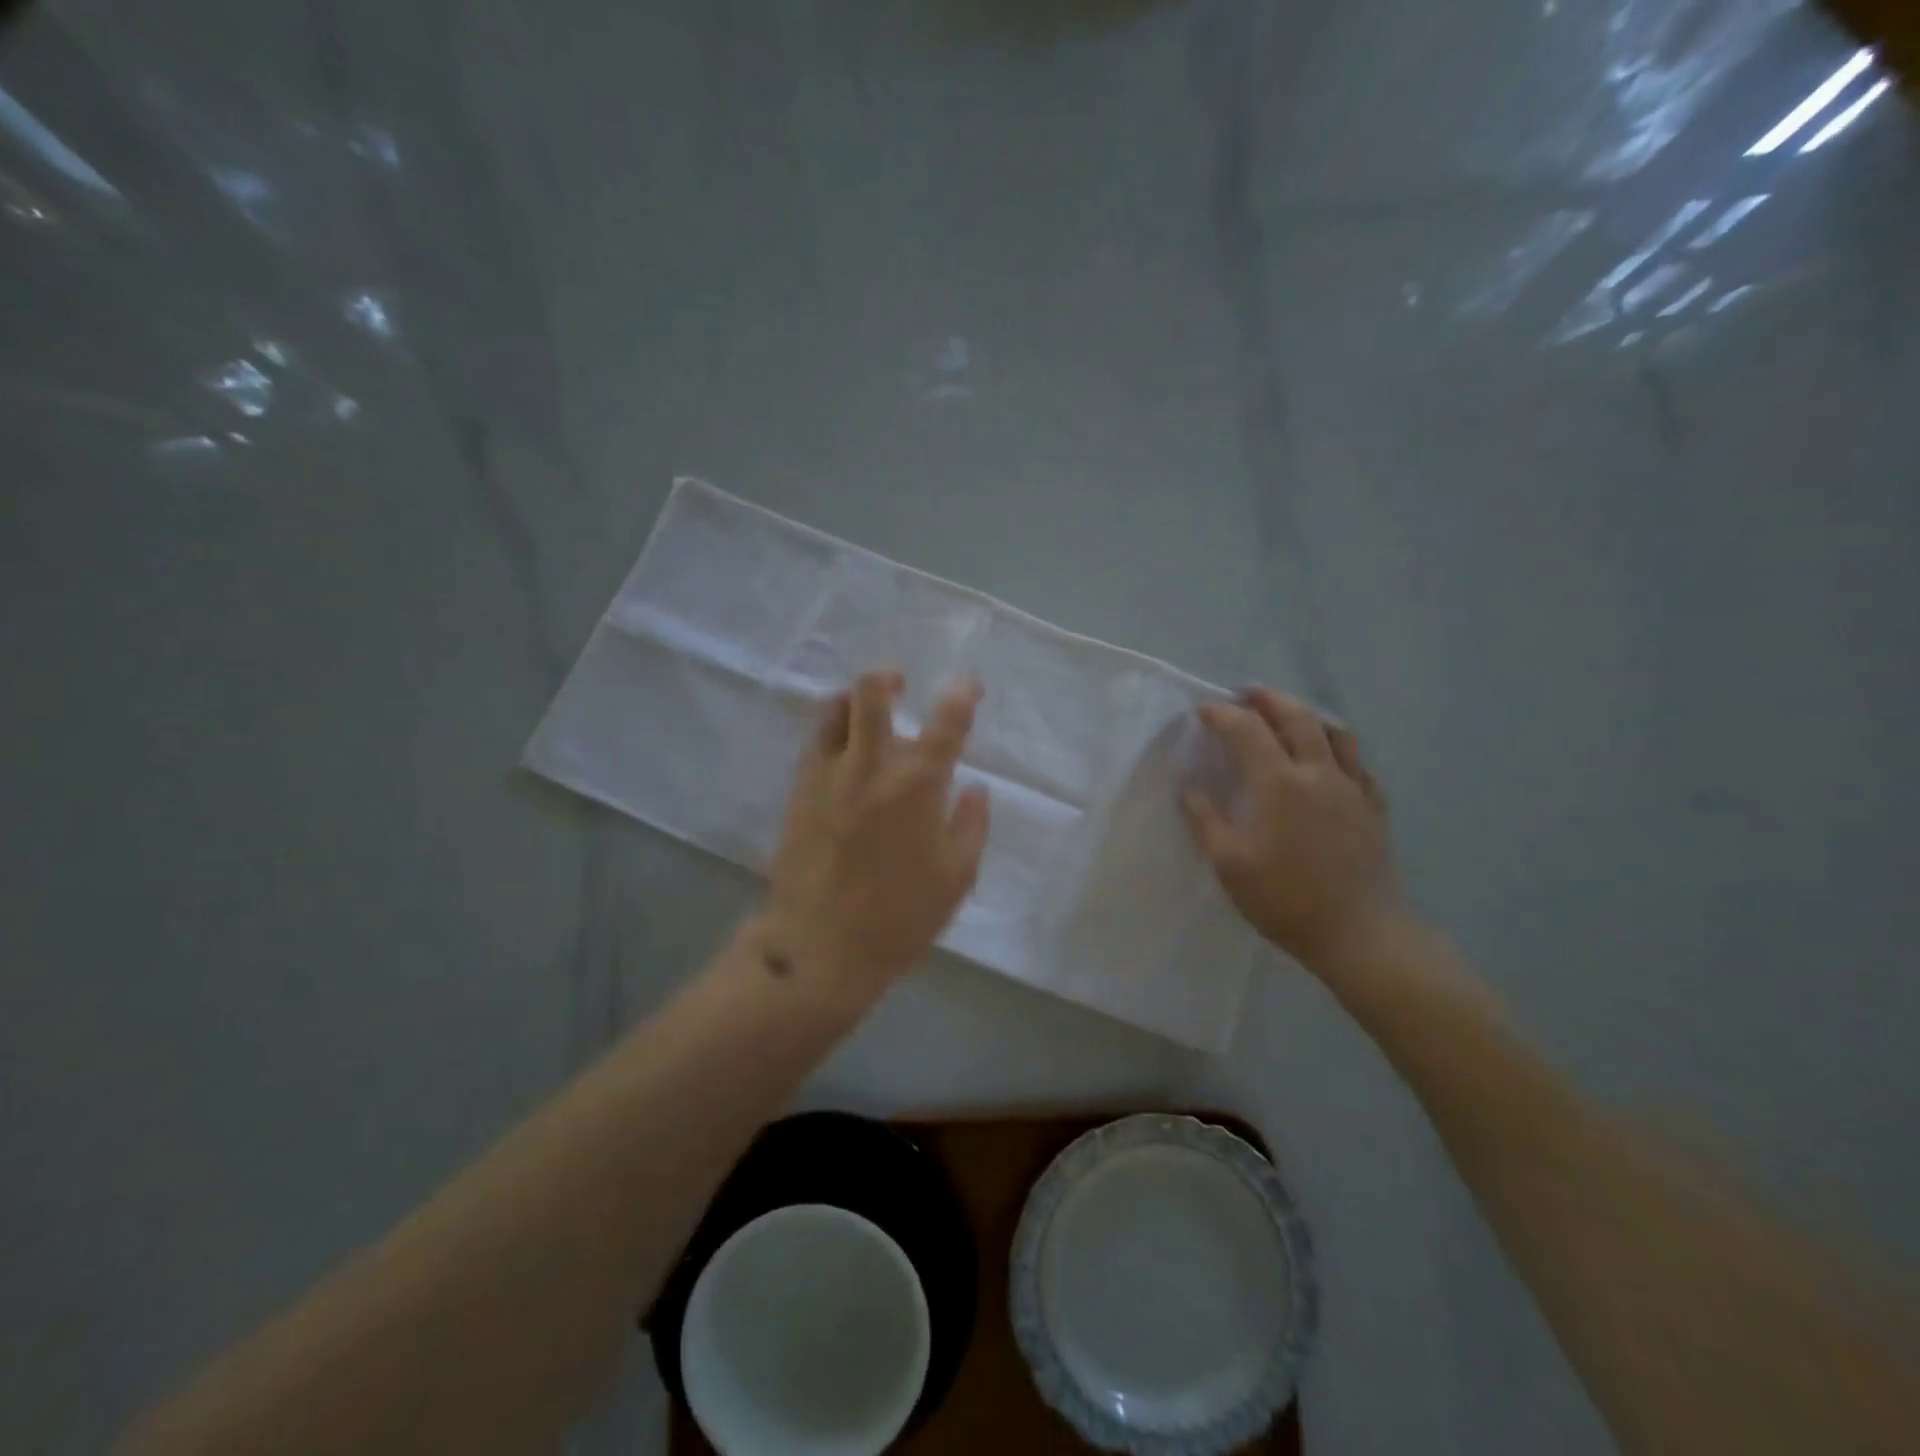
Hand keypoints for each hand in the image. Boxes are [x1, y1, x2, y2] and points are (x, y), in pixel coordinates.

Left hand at [762, 671, 990, 1007]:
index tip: (968, 687)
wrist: (819, 948)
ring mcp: (828, 775)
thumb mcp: (956, 878)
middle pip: (871, 695)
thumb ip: (971, 825)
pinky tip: (844, 748)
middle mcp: (871, 767)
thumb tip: (975, 788)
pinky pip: (815, 742)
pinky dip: (833, 730)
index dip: (961, 695)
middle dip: (888, 678)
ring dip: (854, 699)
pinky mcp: (798, 791)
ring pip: (834, 710)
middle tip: (900, 683)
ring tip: (867, 709)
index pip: (946, 723)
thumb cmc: (899, 918)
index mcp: (917, 786)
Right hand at [1181, 687, 1401, 973]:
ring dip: (1306, 714)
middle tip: (1246, 694)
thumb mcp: (1230, 865)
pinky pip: (1356, 761)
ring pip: (1334, 732)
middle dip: (1268, 699)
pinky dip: (1336, 746)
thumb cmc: (1286, 899)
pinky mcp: (1373, 807)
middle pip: (1296, 717)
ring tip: (1288, 714)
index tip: (1203, 711)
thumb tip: (1189, 790)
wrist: (1361, 933)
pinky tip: (1328, 758)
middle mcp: (1319, 773)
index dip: (1222, 715)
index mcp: (1279, 783)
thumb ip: (1206, 822)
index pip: (1247, 731)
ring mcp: (1352, 788)